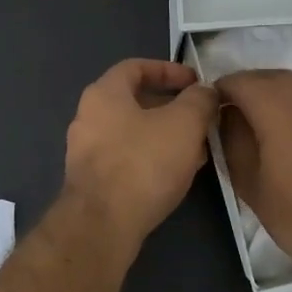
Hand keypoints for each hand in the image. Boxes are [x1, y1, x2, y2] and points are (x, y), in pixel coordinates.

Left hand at [64, 59, 217, 247]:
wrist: (103, 224)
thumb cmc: (143, 163)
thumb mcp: (184, 124)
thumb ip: (199, 100)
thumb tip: (205, 92)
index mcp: (104, 93)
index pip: (136, 67)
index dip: (169, 70)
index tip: (196, 82)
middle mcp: (88, 117)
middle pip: (134, 101)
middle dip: (172, 108)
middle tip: (202, 119)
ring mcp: (86, 151)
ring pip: (133, 133)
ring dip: (165, 136)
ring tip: (197, 149)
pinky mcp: (91, 181)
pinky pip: (126, 158)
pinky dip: (151, 158)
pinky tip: (176, 174)